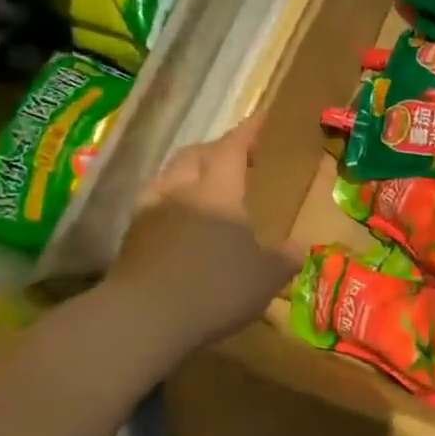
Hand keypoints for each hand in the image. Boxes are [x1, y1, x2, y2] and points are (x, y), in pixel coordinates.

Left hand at [103, 114, 302, 349]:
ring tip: (205, 182)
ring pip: (170, 174)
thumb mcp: (266, 277)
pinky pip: (154, 201)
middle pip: (196, 154)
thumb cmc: (216, 287)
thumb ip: (285, 258)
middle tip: (237, 155)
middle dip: (217, 148)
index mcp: (218, 189)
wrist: (145, 318)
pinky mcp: (131, 235)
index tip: (262, 117)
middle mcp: (182, 189)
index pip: (233, 146)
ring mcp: (151, 210)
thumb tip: (302, 246)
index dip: (249, 130)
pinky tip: (179, 217)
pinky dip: (171, 198)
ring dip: (189, 170)